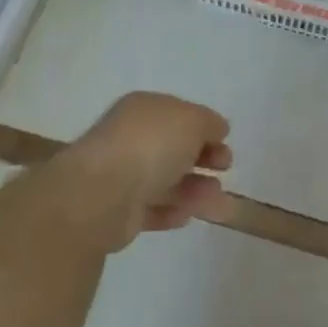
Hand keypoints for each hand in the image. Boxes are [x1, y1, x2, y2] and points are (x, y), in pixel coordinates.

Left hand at [49, 92, 231, 250]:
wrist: (102, 194)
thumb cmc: (150, 145)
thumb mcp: (191, 121)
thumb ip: (209, 123)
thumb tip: (217, 129)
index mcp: (143, 110)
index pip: (178, 115)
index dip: (204, 128)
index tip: (225, 143)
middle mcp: (130, 138)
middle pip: (173, 148)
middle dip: (202, 159)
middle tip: (225, 169)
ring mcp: (122, 175)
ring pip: (165, 181)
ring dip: (195, 189)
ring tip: (218, 201)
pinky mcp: (118, 212)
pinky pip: (152, 209)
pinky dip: (172, 211)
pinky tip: (187, 216)